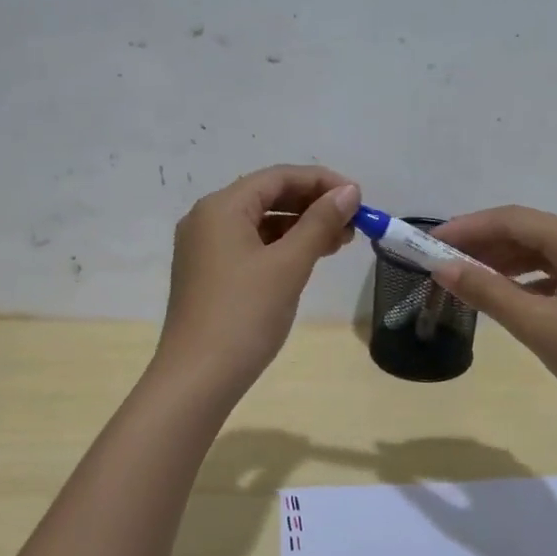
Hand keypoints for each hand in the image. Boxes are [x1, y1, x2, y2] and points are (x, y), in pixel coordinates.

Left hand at [154, 165, 360, 400]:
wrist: (197, 378)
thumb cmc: (244, 315)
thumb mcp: (288, 265)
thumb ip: (320, 223)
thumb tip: (348, 191)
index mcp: (220, 207)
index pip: (278, 177)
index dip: (321, 182)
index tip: (359, 199)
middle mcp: (207, 219)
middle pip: (267, 197)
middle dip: (312, 205)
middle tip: (353, 224)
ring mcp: (204, 249)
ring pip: (260, 223)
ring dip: (299, 227)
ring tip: (339, 242)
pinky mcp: (208, 274)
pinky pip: (249, 246)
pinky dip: (280, 248)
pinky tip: (307, 260)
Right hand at [430, 206, 556, 430]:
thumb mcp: (537, 325)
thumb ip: (487, 291)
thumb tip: (442, 268)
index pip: (515, 220)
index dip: (469, 228)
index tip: (430, 242)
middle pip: (528, 233)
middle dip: (483, 244)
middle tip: (441, 261)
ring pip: (541, 255)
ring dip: (501, 262)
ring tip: (463, 277)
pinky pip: (554, 276)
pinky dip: (523, 282)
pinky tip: (502, 296)